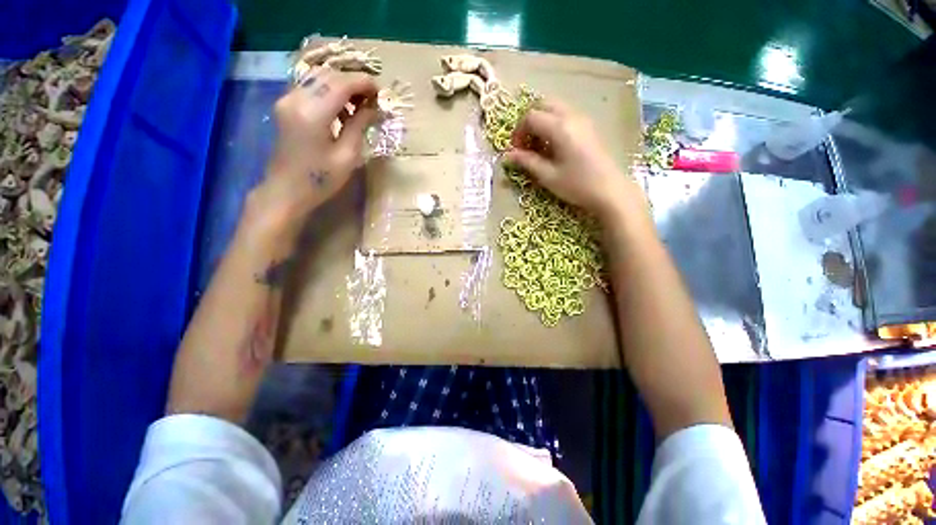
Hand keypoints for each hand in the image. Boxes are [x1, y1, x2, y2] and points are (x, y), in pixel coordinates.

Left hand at [245, 70, 378, 238]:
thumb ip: (359, 126)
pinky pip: (310, 87)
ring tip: (360, 105)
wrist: (286, 190)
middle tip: (372, 100)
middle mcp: (296, 98)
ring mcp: (287, 99)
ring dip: (342, 86)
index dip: (363, 83)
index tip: (380, 92)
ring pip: (318, 78)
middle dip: (354, 82)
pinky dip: (329, 92)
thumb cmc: (320, 179)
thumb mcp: (347, 156)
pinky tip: (341, 109)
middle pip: (329, 75)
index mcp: (313, 113)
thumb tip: (372, 108)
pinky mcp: (285, 105)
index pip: (341, 83)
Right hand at [504, 99, 645, 221]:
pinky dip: (553, 125)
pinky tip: (554, 147)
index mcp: (559, 127)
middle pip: (542, 105)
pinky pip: (566, 116)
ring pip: (555, 109)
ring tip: (538, 148)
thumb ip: (527, 162)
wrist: (610, 190)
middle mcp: (571, 116)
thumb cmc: (577, 185)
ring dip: (541, 123)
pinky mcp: (589, 127)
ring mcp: (583, 119)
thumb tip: (507, 156)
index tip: (516, 152)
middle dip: (529, 123)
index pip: (530, 117)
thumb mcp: (548, 176)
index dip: (518, 133)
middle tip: (525, 145)